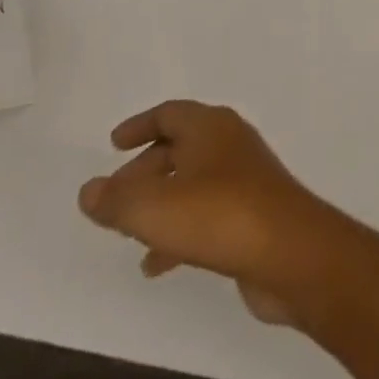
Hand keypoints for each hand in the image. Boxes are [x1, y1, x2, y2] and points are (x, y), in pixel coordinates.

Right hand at [79, 102, 347, 325]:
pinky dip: (179, 230)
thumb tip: (89, 189)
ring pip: (192, 182)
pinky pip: (207, 212)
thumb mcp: (154, 208)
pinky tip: (158, 264)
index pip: (169, 113)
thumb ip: (116, 200)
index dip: (139, 126)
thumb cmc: (219, 215)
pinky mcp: (253, 211)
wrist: (289, 251)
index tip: (113, 144)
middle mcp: (229, 142)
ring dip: (160, 203)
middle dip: (144, 171)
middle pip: (180, 147)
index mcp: (210, 126)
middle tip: (114, 198)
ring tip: (128, 235)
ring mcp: (245, 176)